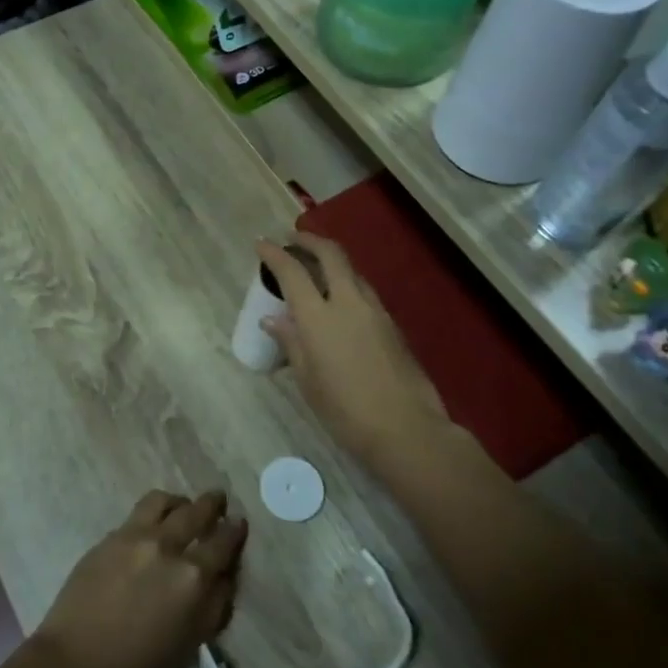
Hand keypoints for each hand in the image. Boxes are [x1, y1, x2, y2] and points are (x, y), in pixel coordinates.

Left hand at [32, 490, 246, 667]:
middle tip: (218, 500)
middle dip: (212, 503)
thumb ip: (214, 605)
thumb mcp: (190, 643)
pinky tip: (151, 526)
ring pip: (163, 501)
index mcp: (192, 577)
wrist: (75, 664)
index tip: (238, 523)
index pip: (223, 542)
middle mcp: (166, 546)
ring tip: (181, 507)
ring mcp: (134, 536)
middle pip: (196, 511)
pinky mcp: (109, 537)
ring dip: (179, 502)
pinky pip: (137, 514)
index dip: (234, 530)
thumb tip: (225, 576)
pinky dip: (152, 514)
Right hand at [256, 234, 451, 476]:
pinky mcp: (392, 324)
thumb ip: (291, 343)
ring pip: (352, 271)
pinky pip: (364, 292)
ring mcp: (375, 310)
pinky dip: (347, 284)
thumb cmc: (346, 411)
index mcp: (319, 317)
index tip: (262, 243)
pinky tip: (339, 301)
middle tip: (293, 239)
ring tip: (316, 269)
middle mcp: (348, 302)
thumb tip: (273, 319)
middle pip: (331, 254)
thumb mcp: (309, 380)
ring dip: (332, 261)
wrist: (406, 428)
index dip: (275, 254)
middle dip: (310, 241)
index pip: (292, 272)